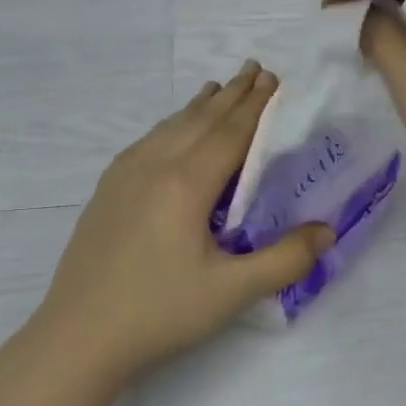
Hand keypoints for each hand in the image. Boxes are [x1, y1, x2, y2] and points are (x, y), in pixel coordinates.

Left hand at [35, 64, 334, 382]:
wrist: (78, 336)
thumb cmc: (159, 312)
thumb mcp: (232, 292)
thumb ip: (285, 260)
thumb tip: (326, 231)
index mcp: (186, 183)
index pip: (231, 133)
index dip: (257, 106)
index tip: (275, 81)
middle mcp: (154, 166)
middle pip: (200, 120)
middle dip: (232, 94)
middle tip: (256, 69)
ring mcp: (123, 176)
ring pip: (170, 126)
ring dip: (199, 105)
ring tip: (218, 88)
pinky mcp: (107, 192)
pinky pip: (147, 141)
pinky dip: (171, 124)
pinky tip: (171, 130)